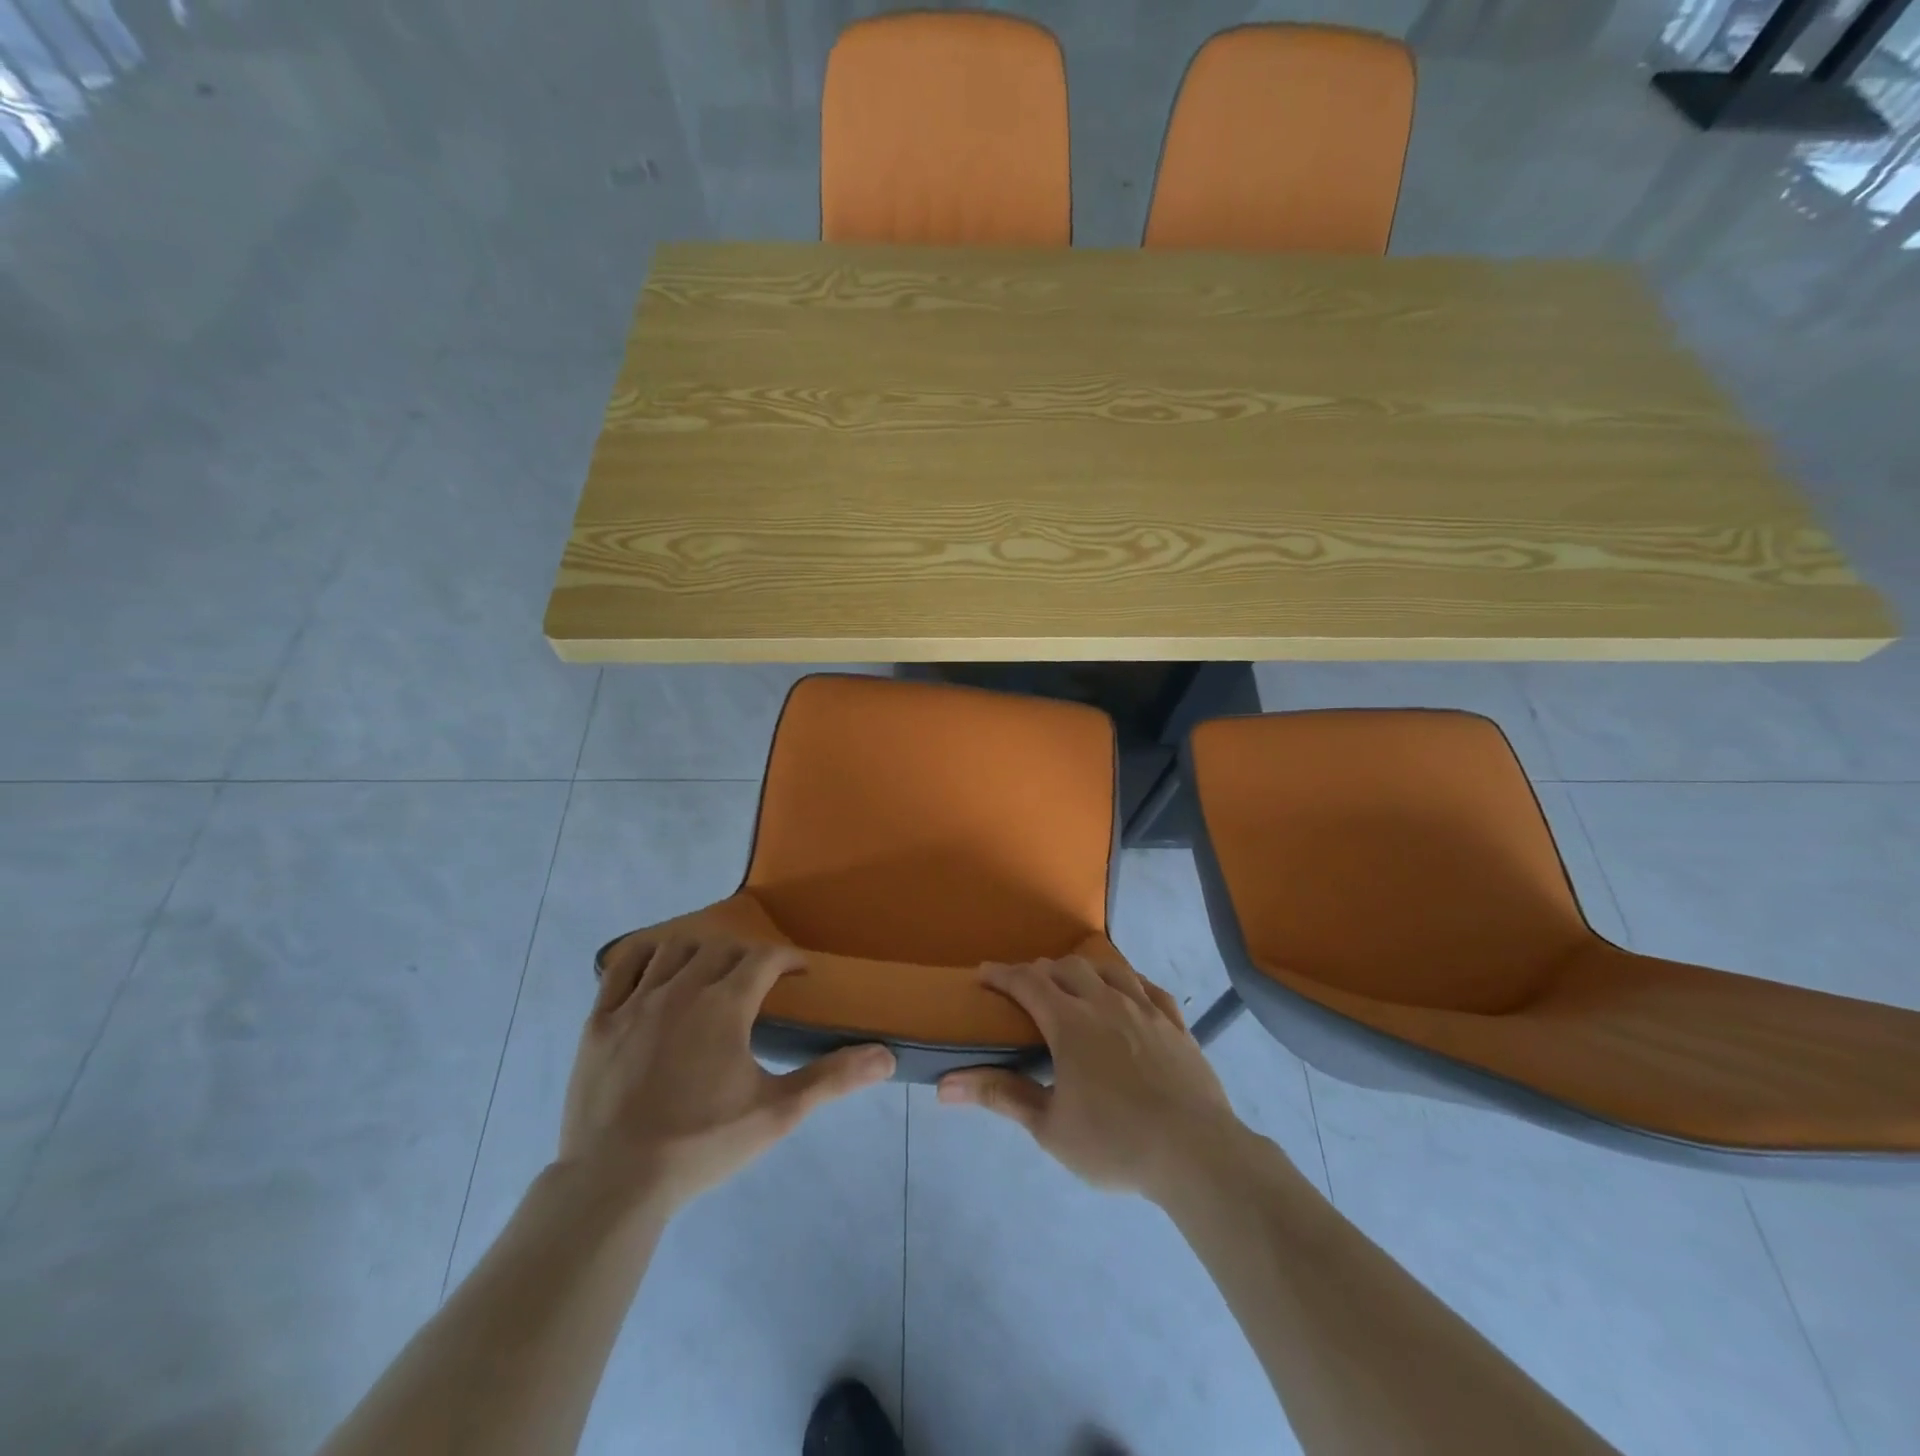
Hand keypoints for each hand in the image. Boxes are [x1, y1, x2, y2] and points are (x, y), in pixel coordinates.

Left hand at [560, 933, 894, 1210]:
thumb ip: (831, 1078)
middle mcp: (681, 989)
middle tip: (759, 980)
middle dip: (747, 956)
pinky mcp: (599, 1023)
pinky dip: (644, 959)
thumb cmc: (702, 1144)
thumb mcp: (777, 1113)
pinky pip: (621, 969)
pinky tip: (654, 974)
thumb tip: (885, 1056)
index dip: (788, 959)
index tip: (801, 972)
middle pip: (721, 949)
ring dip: (699, 953)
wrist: (615, 1183)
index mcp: (724, 1005)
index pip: (765, 958)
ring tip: (710, 974)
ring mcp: (634, 1003)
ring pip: (673, 950)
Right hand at [937, 956, 1245, 1200]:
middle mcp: (1106, 1002)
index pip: (1027, 982)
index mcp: (1070, 1022)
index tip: (983, 974)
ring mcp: (1145, 1009)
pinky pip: (1149, 988)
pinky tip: (1127, 993)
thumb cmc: (1114, 1142)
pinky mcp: (1176, 1024)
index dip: (1002, 974)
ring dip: (1083, 970)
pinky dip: (1128, 983)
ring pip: (1108, 970)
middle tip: (1027, 988)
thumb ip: (1000, 1096)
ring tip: (1074, 984)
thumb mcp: (1049, 1126)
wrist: (1196, 1153)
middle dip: (1041, 972)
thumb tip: (945, 1085)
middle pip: (1067, 969)